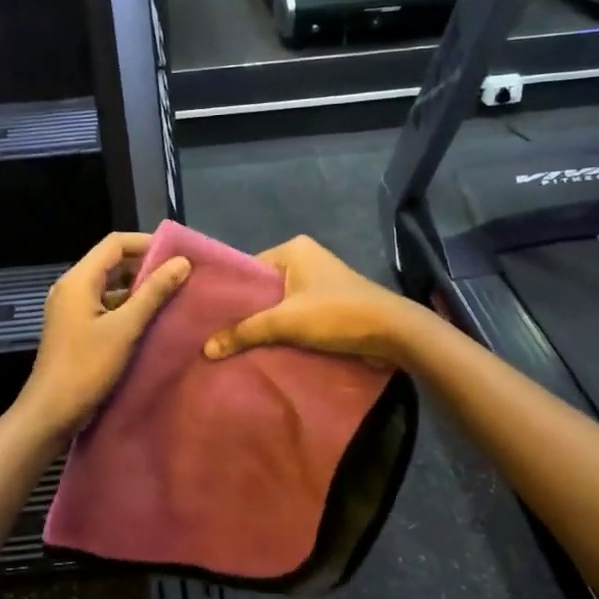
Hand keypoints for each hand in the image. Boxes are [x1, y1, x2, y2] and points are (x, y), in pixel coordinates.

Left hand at [17, 232, 191, 440]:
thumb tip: (182, 262)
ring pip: (110, 286)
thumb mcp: (125, 329)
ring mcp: (72, 309)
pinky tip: (152, 320)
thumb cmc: (86, 367)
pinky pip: (105, 306)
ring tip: (172, 296)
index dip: (147, 243)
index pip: (115, 243)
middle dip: (145, 266)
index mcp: (78, 280)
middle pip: (112, 263)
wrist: (51, 412)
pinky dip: (128, 307)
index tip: (178, 254)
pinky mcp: (76, 328)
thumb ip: (153, 293)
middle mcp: (72, 288)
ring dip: (138, 288)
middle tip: (180, 276)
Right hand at [203, 236, 423, 366]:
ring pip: (279, 304)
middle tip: (215, 335)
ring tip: (234, 345)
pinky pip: (295, 314)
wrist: (392, 332)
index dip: (229, 294)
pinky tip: (263, 348)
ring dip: (264, 324)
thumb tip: (206, 349)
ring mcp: (318, 282)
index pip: (248, 269)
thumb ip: (245, 332)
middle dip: (245, 313)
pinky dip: (282, 330)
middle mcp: (304, 259)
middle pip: (262, 288)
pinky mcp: (328, 304)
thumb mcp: (286, 322)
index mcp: (292, 249)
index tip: (206, 317)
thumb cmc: (337, 314)